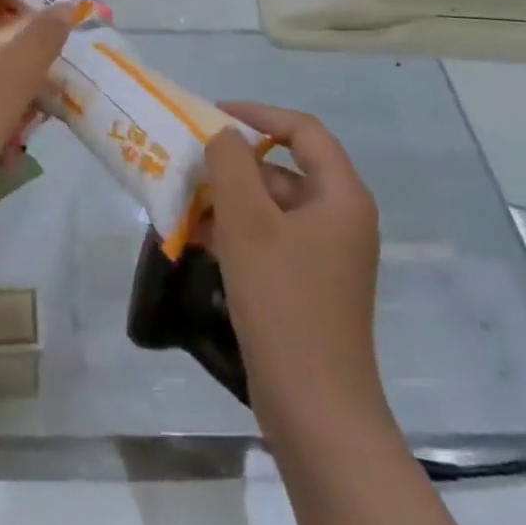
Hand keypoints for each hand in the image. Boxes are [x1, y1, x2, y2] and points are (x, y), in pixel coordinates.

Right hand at [205, 103, 382, 428]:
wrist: (315, 409)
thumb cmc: (284, 303)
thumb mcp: (248, 224)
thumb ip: (231, 166)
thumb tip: (223, 136)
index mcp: (341, 196)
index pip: (302, 130)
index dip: (258, 114)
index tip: (213, 116)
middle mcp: (340, 218)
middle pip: (285, 168)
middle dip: (235, 164)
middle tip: (190, 165)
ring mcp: (326, 255)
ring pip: (273, 206)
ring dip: (230, 200)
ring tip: (184, 204)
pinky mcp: (308, 284)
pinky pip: (271, 239)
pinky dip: (237, 232)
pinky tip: (198, 240)